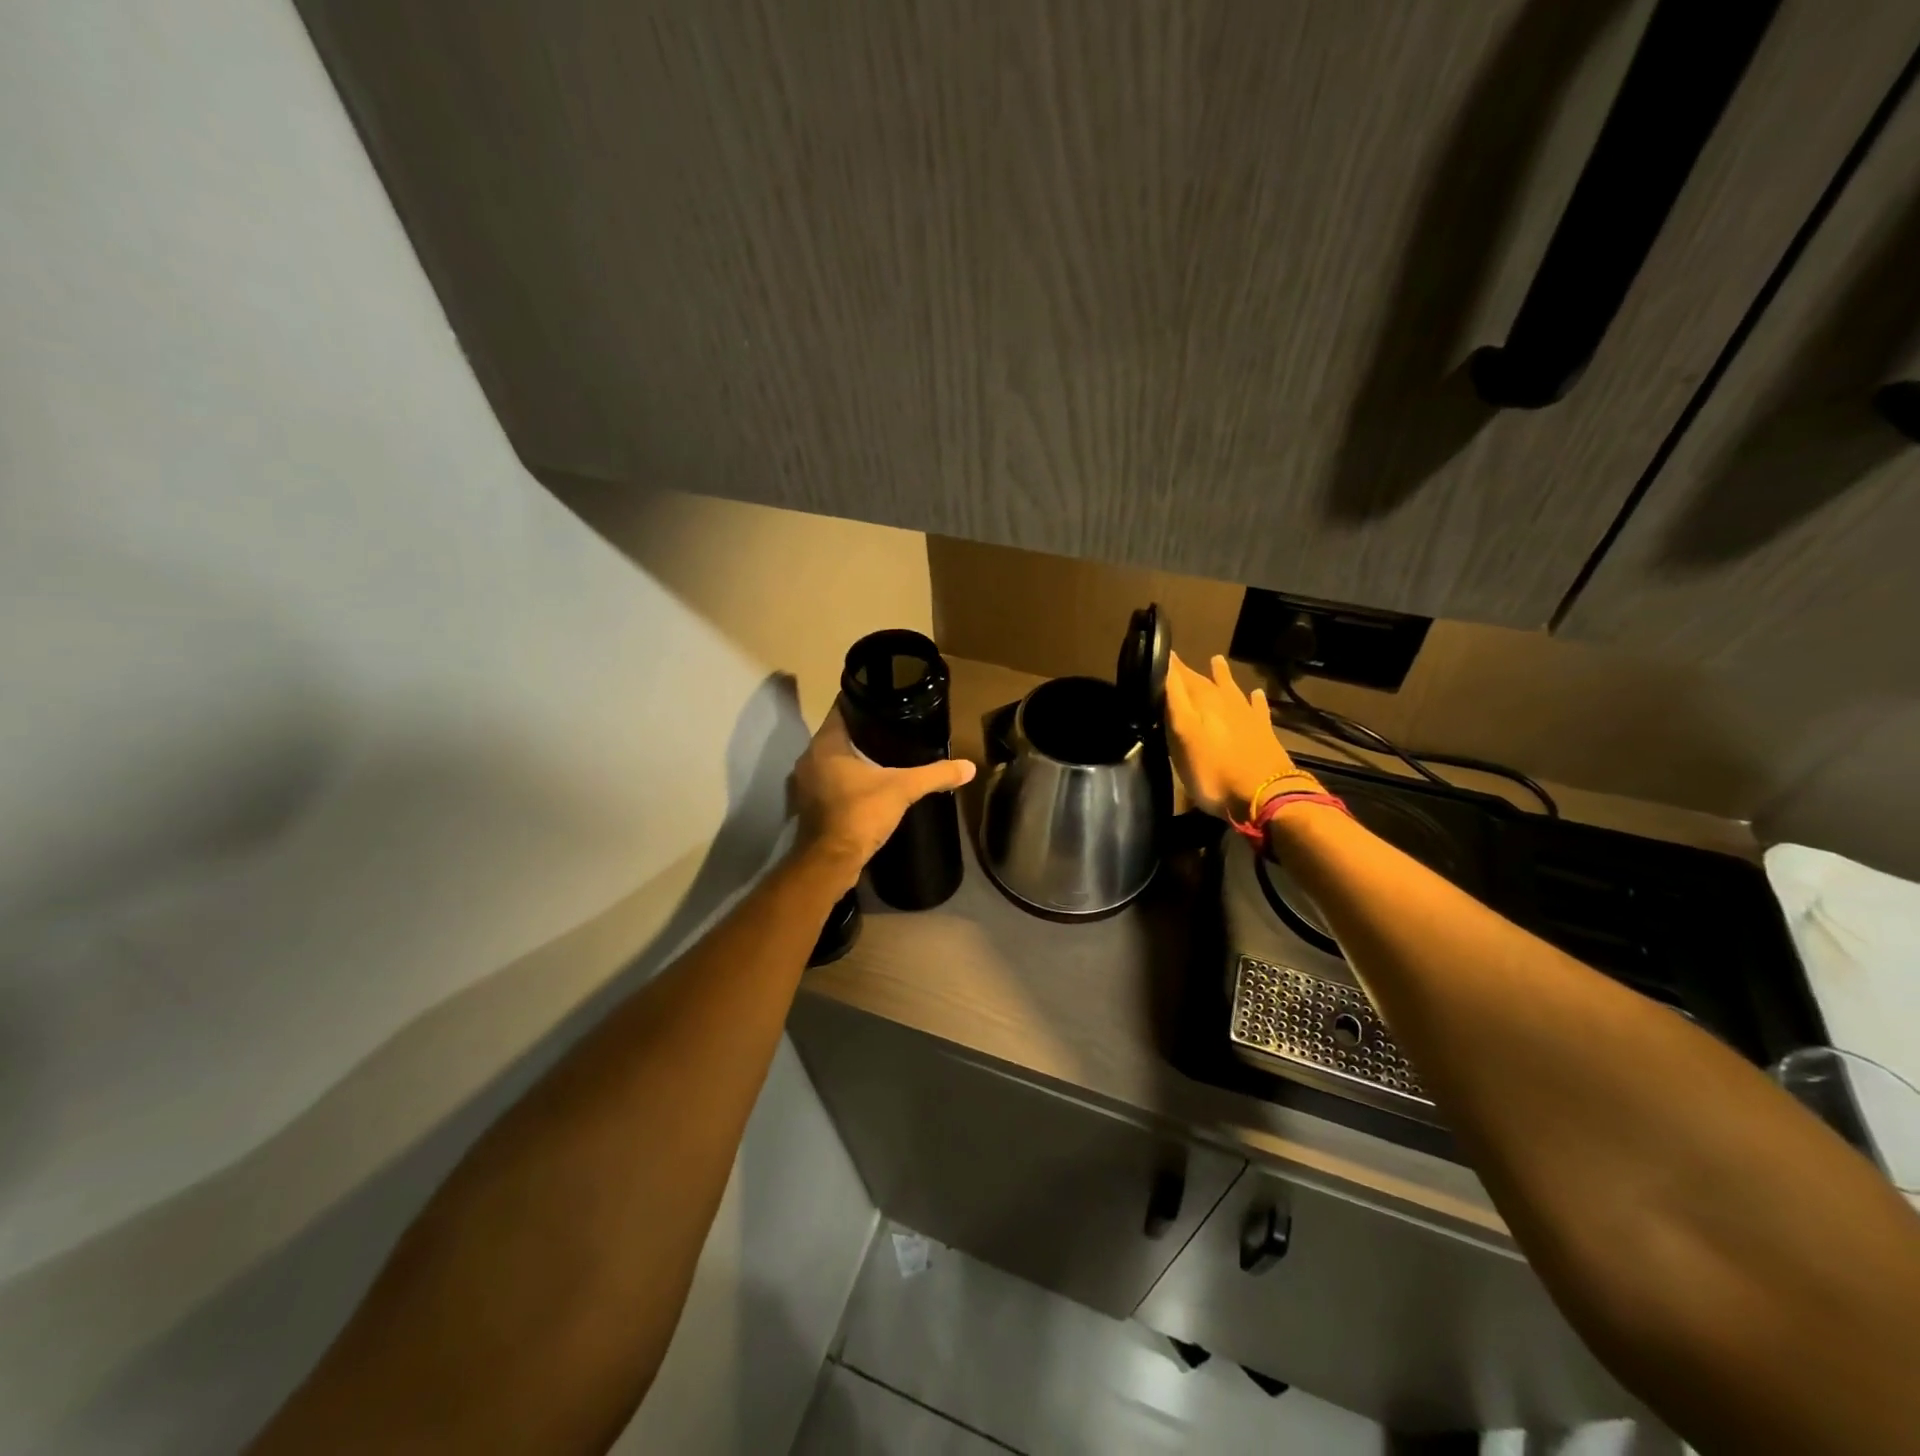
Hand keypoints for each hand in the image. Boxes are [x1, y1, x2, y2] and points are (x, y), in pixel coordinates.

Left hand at [790, 705, 975, 889]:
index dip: (864, 702)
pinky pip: (831, 781)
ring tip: (886, 754)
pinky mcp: (810, 805)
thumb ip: (935, 774)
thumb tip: (969, 767)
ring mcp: (806, 783)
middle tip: (894, 727)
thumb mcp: (903, 789)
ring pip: (833, 759)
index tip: (887, 701)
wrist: (831, 862)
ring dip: (854, 757)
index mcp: (825, 744)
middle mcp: (810, 757)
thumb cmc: (860, 814)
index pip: (843, 708)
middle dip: (864, 731)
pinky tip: (870, 783)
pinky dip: (847, 779)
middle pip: (839, 733)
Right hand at [1164, 652, 1301, 820]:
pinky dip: (1255, 700)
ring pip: (1231, 689)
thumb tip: (1164, 663)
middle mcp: (1226, 702)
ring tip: (1217, 660)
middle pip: (1204, 681)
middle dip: (1189, 671)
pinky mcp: (1263, 732)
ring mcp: (1247, 716)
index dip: (1170, 664)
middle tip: (1177, 661)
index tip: (1160, 650)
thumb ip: (1174, 699)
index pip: (1181, 675)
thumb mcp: (1183, 734)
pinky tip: (1256, 694)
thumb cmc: (1213, 770)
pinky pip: (1258, 709)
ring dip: (1222, 676)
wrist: (1264, 796)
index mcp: (1203, 700)